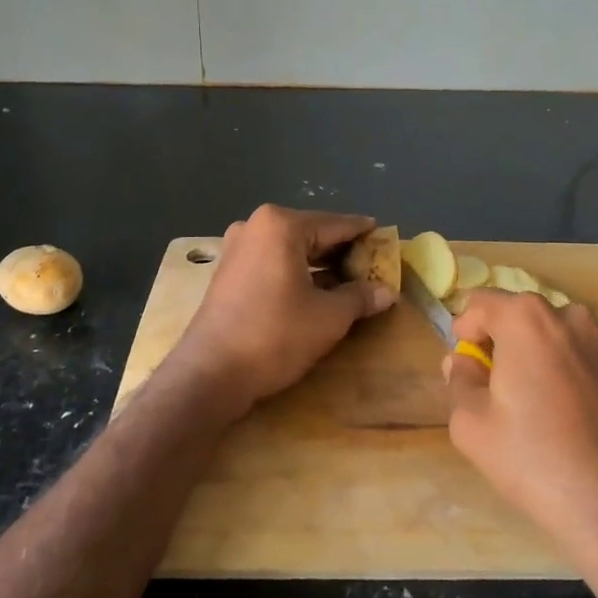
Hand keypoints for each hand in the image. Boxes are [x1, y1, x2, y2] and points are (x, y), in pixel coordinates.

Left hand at [166, 205, 396, 420]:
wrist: (210, 374)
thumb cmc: (275, 335)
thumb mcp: (329, 317)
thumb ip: (360, 297)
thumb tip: (387, 292)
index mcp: (281, 225)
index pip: (335, 224)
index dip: (363, 233)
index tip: (385, 236)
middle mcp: (255, 226)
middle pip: (311, 233)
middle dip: (341, 251)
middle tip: (372, 264)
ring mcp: (237, 248)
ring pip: (290, 249)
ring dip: (319, 264)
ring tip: (349, 280)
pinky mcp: (228, 272)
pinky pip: (272, 262)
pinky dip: (296, 272)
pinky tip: (315, 290)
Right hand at [443, 290, 597, 566]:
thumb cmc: (533, 458)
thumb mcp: (471, 424)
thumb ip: (459, 381)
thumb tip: (462, 362)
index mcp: (526, 318)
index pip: (481, 303)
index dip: (464, 330)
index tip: (464, 364)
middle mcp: (569, 316)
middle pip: (519, 315)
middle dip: (500, 341)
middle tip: (491, 387)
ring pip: (552, 336)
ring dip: (533, 355)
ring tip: (529, 403)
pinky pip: (580, 356)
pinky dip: (563, 371)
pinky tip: (562, 416)